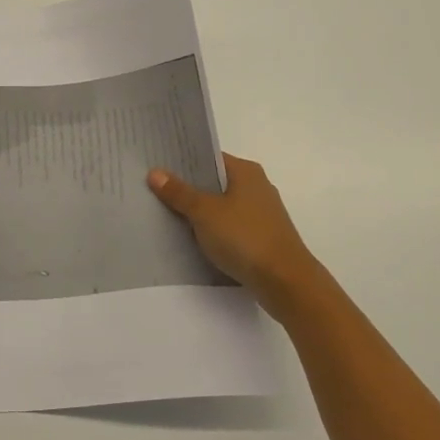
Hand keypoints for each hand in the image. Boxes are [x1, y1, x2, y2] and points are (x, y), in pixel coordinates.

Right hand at [148, 154, 322, 315]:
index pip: (209, 157)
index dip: (183, 160)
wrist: (285, 282)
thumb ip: (179, 193)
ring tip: (166, 213)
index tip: (157, 165)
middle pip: (214, 181)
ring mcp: (261, 214)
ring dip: (200, 211)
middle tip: (154, 189)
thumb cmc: (245, 238)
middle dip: (188, 187)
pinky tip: (192, 238)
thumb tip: (155, 172)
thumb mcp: (205, 213)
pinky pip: (230, 226)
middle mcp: (256, 187)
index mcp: (246, 172)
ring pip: (222, 206)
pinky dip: (213, 229)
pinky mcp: (262, 238)